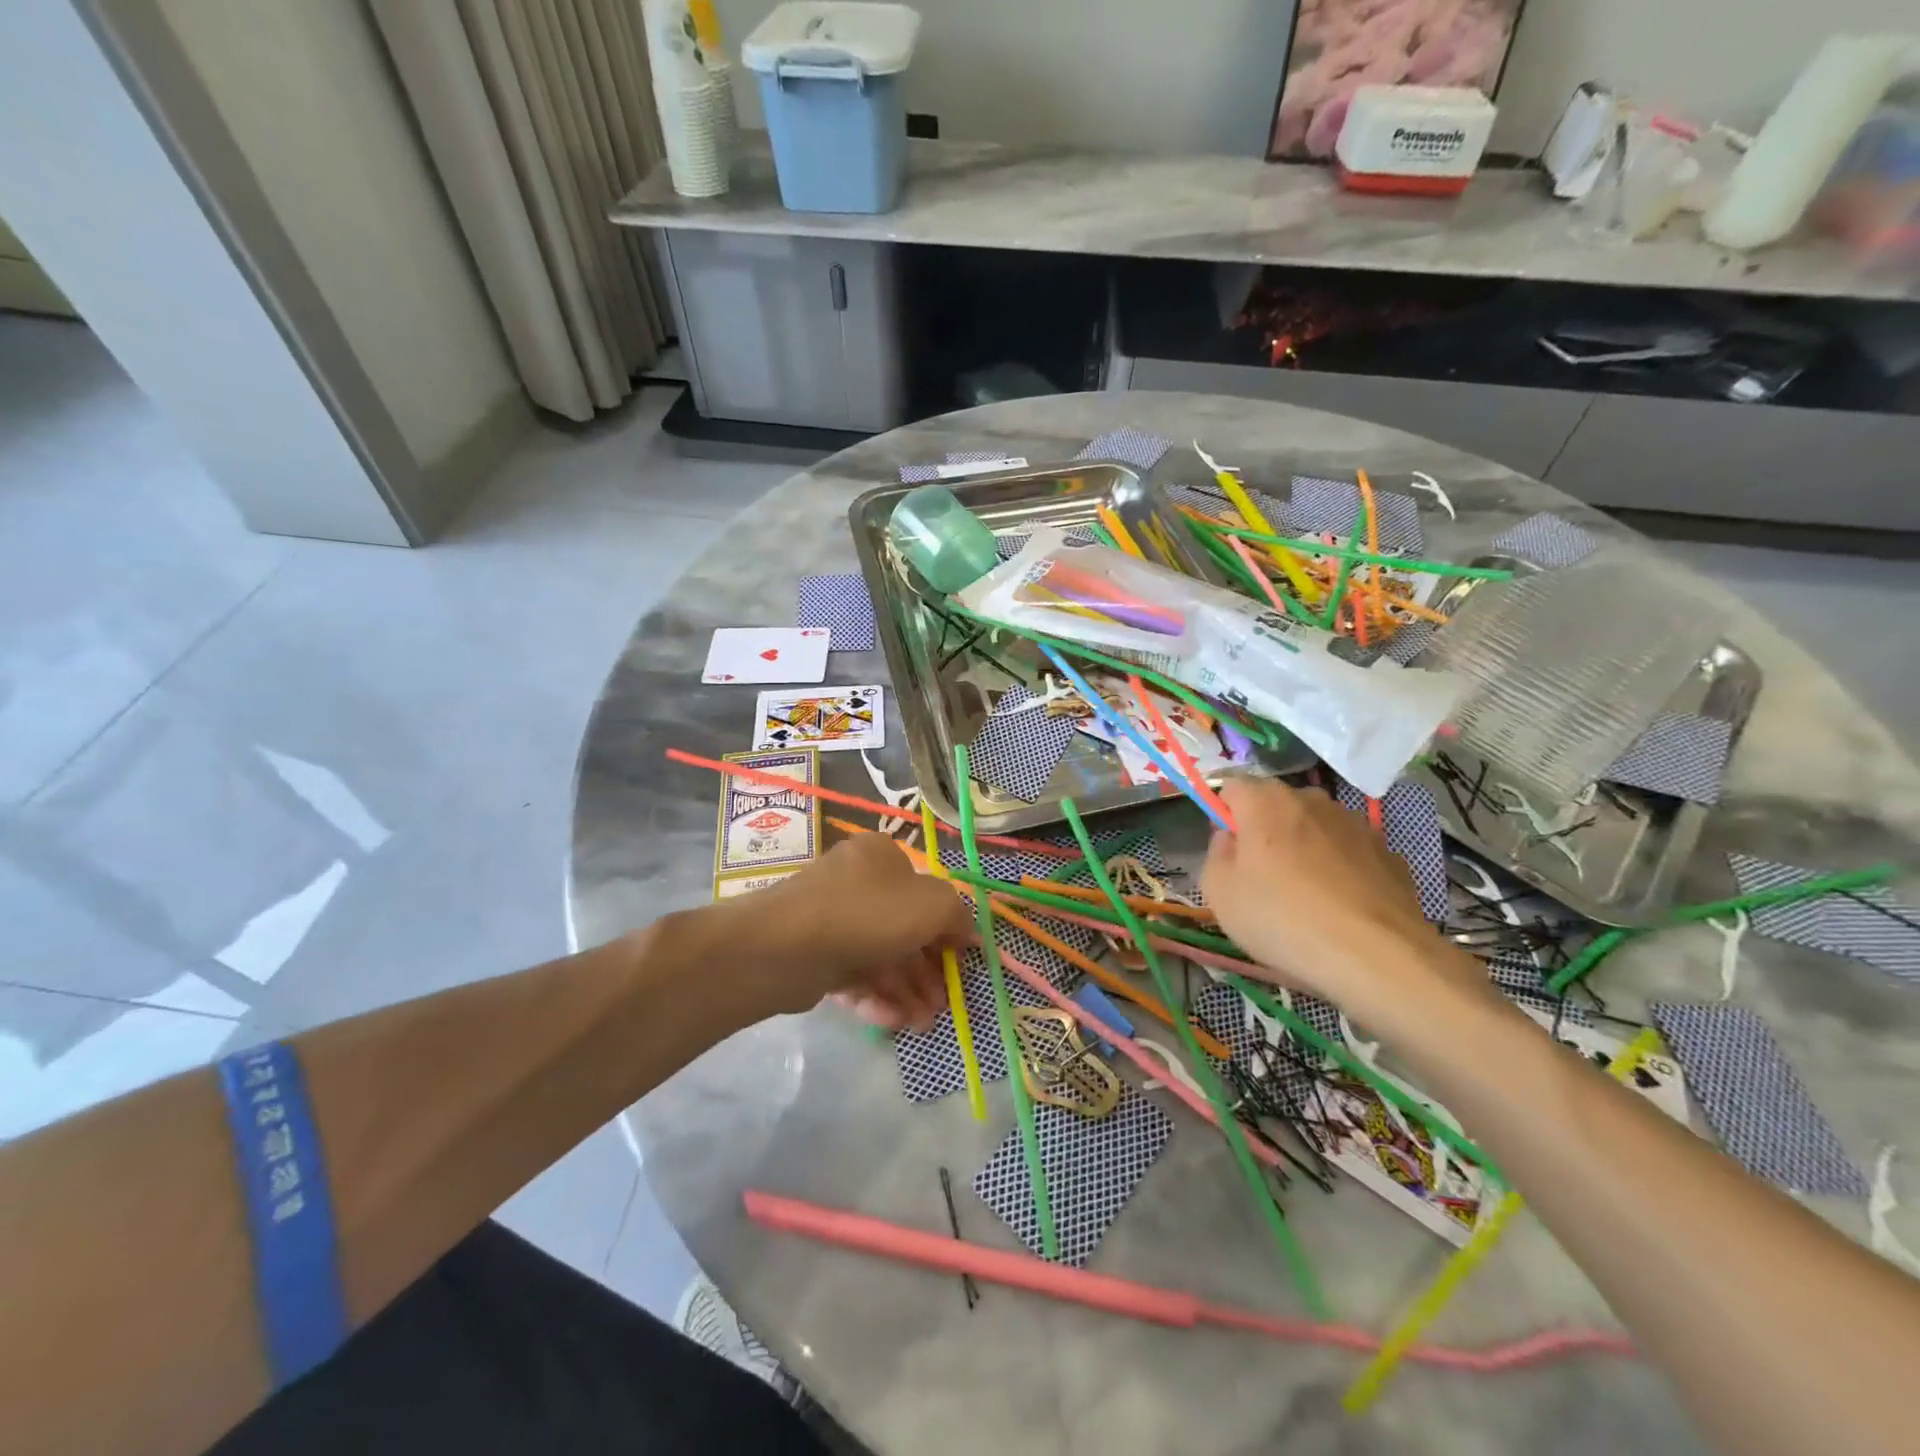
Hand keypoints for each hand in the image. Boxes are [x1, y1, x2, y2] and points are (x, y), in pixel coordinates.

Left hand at [725, 833, 972, 1031]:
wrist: (786, 946)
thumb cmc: (868, 914)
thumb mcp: (932, 905)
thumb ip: (957, 915)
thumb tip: (966, 932)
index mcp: (881, 856)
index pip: (924, 891)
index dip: (948, 926)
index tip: (963, 960)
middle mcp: (855, 882)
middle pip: (903, 929)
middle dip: (927, 970)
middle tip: (944, 1002)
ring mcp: (831, 919)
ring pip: (880, 956)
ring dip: (907, 990)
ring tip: (924, 1023)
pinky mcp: (814, 955)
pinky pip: (853, 975)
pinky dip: (876, 997)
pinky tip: (894, 1021)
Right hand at [1202, 779, 1486, 1018]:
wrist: (1377, 957)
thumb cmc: (1282, 918)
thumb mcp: (1219, 893)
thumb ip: (1216, 853)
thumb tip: (1231, 838)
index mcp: (1265, 801)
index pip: (1231, 787)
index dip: (1223, 814)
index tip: (1226, 850)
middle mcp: (1312, 799)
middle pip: (1276, 805)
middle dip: (1265, 831)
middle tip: (1260, 877)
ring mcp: (1356, 824)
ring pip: (1315, 827)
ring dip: (1304, 848)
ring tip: (1305, 897)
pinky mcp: (1389, 853)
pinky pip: (1349, 853)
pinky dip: (1340, 870)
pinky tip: (1340, 908)